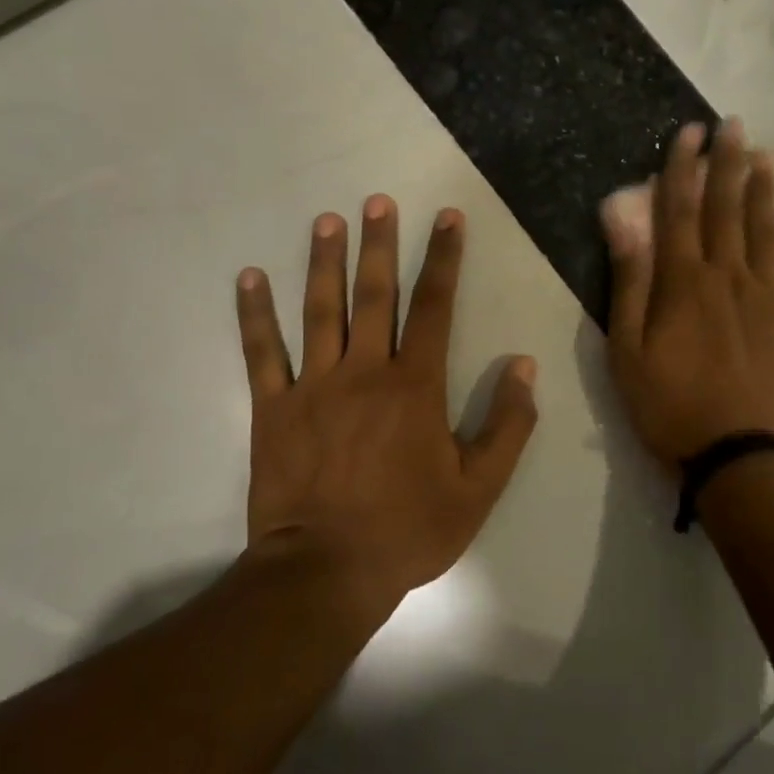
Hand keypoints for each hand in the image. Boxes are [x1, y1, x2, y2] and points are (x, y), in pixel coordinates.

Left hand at [234, 197, 538, 602]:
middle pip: (375, 295)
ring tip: (327, 221)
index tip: (447, 217)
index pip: (435, 307)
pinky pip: (262, 352)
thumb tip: (523, 366)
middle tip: (378, 201)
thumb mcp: (479, 487)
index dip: (444, 259)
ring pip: (320, 311)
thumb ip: (507, 424)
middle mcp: (365, 372)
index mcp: (416, 387)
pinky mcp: (273, 408)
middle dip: (380, 244)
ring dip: (324, 262)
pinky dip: (255, 314)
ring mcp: (313, 386)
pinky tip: (250, 278)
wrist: (326, 572)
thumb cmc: (408, 529)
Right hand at [604, 121, 773, 467]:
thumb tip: (622, 222)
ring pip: (767, 229)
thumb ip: (628, 283)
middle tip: (734, 125)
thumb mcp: (627, 352)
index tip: (688, 133)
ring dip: (764, 190)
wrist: (742, 456)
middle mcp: (730, 276)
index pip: (681, 210)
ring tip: (764, 158)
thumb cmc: (672, 408)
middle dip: (728, 163)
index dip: (682, 168)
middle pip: (728, 208)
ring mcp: (772, 295)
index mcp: (684, 283)